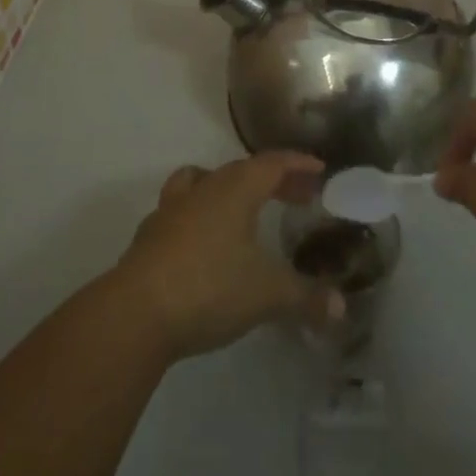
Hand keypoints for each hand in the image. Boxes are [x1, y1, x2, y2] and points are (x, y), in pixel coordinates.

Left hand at [113, 153, 343, 362]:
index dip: (298, 163)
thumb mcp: (267, 294)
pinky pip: (181, 210)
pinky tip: (205, 242)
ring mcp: (172, 209)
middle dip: (274, 179)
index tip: (319, 169)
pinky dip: (200, 216)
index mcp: (236, 189)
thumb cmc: (209, 287)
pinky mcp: (150, 235)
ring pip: (203, 181)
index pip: (273, 163)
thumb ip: (305, 297)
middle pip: (243, 170)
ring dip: (228, 188)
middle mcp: (204, 188)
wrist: (136, 312)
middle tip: (299, 195)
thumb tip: (340, 307)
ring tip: (244, 208)